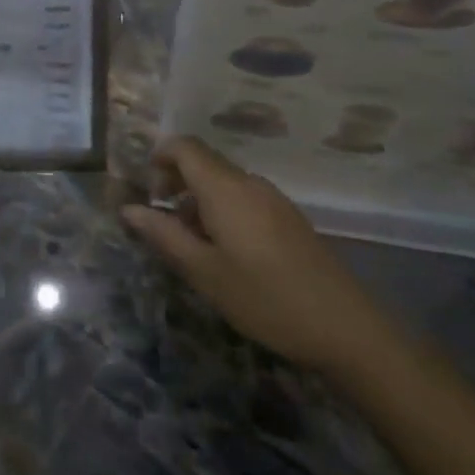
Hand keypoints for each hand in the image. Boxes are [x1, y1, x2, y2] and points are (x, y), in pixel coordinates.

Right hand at [121, 137, 399, 376]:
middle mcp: (249, 182)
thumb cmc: (265, 299)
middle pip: (203, 162)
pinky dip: (223, 211)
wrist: (346, 329)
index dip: (159, 159)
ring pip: (224, 182)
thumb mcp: (204, 272)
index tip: (148, 194)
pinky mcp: (289, 218)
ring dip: (199, 200)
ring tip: (193, 245)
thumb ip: (163, 235)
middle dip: (176, 183)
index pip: (184, 146)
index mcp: (224, 188)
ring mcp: (273, 198)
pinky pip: (244, 198)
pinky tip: (228, 254)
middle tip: (164, 224)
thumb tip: (128, 209)